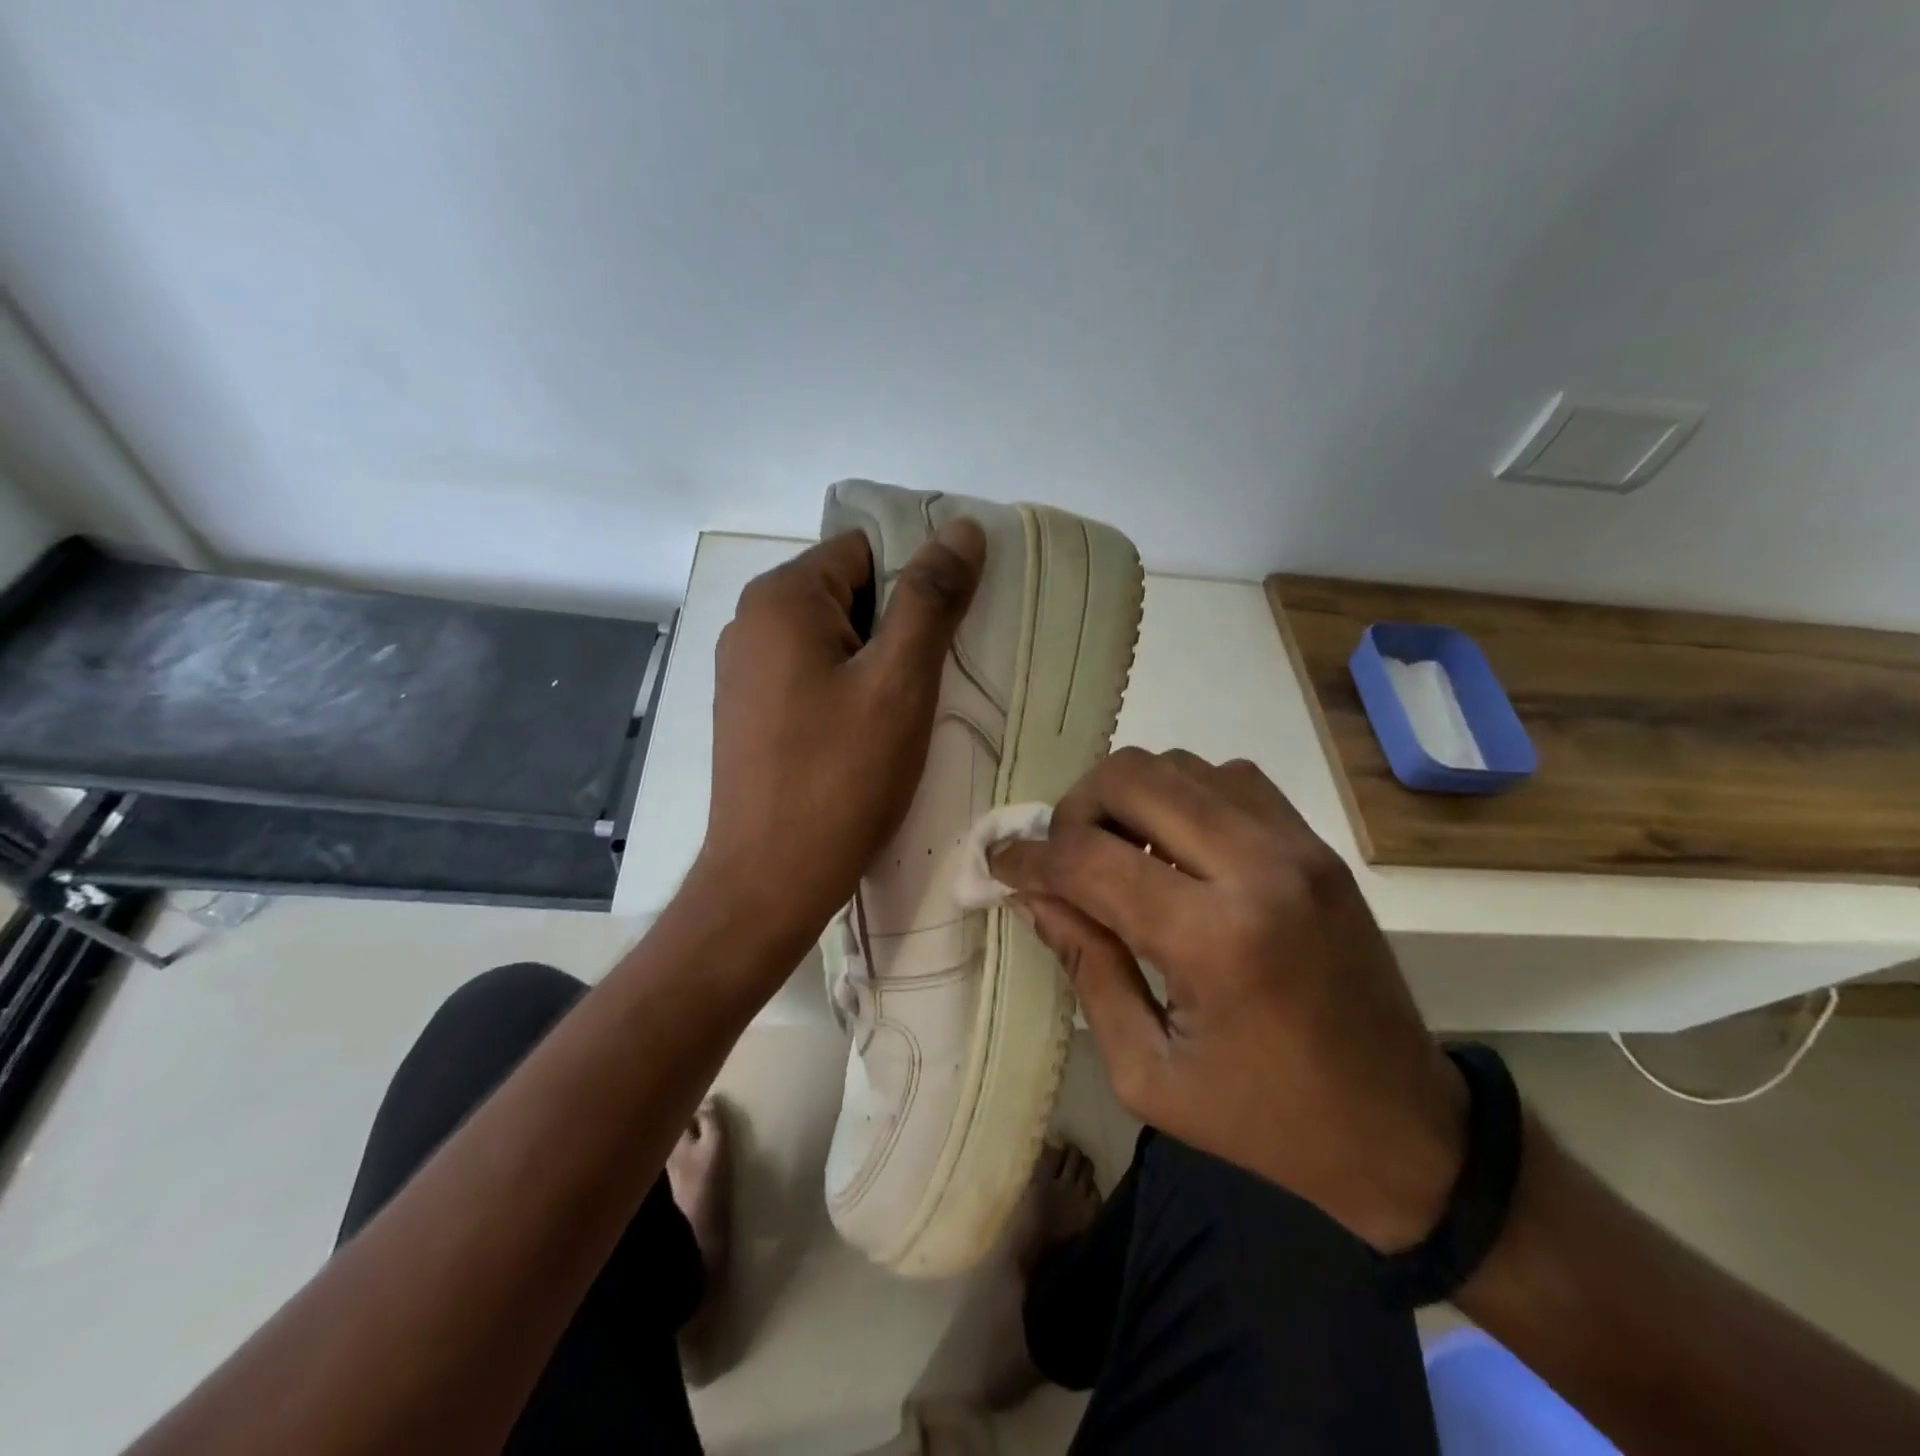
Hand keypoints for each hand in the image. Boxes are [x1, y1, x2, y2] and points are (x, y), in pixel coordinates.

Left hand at [696, 521, 985, 958]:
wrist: (771, 879)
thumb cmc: (841, 776)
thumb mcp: (900, 681)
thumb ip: (931, 598)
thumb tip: (962, 528)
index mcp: (780, 598)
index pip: (866, 550)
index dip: (917, 579)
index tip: (952, 628)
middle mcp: (750, 622)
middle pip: (847, 592)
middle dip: (899, 624)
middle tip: (937, 674)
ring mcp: (743, 671)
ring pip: (832, 638)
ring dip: (877, 660)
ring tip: (909, 707)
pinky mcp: (749, 713)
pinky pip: (811, 676)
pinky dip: (848, 689)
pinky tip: (871, 732)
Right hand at [991, 748, 1466, 1251]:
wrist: (1403, 1128)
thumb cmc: (1265, 1121)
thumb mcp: (1147, 1072)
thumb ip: (1084, 967)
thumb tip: (1033, 895)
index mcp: (1214, 939)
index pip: (1090, 860)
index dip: (1030, 857)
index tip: (1001, 864)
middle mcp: (1259, 867)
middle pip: (1134, 778)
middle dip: (1075, 809)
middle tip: (1062, 857)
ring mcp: (1297, 845)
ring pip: (1180, 764)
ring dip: (1128, 797)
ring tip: (1114, 850)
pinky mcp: (1317, 844)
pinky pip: (1229, 778)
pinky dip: (1182, 794)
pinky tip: (1174, 845)